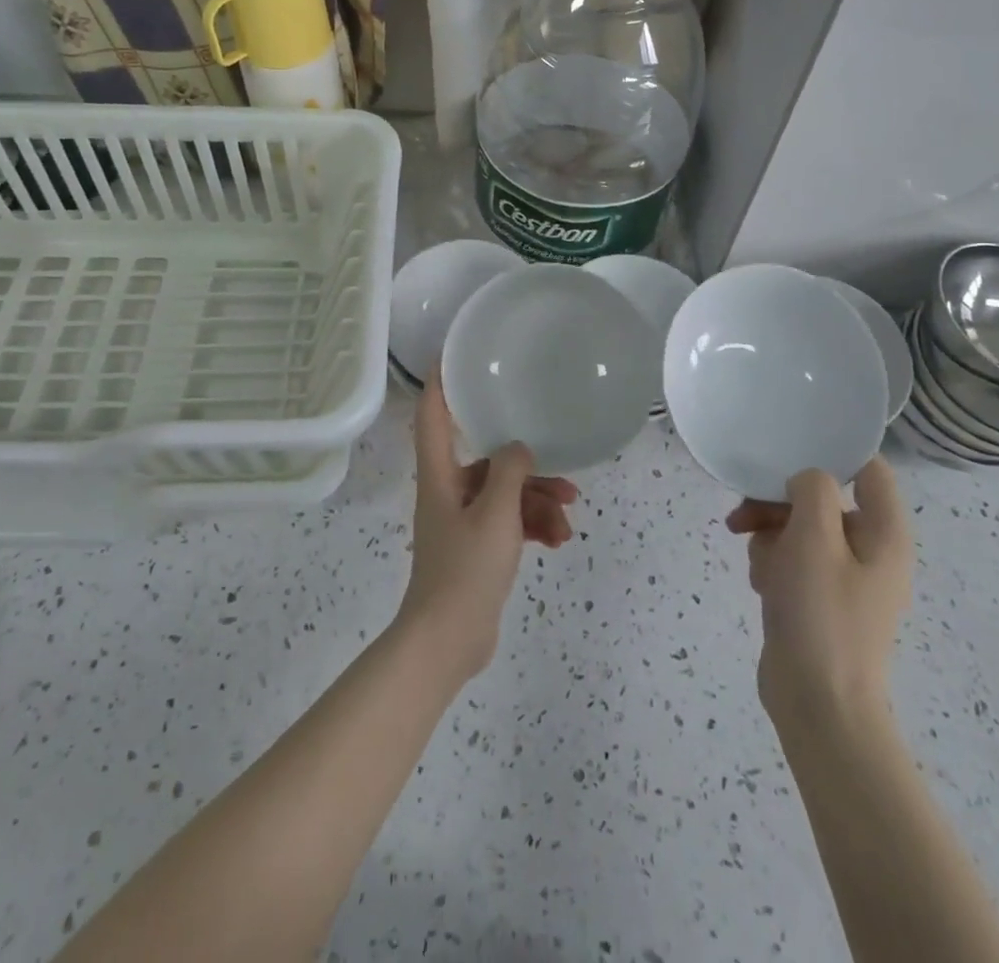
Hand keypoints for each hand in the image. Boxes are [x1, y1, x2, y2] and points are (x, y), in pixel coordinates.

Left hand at [399, 375, 579, 682]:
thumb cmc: (466, 570)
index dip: (439, 385)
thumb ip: (509, 472)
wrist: (448, 641)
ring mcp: (462, 522)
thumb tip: (517, 448)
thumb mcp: (495, 514)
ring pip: (504, 495)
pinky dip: (532, 527)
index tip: (452, 357)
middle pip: (486, 462)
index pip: (432, 418)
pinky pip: (508, 523)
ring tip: (566, 520)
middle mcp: (447, 492)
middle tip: (564, 478)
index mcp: (440, 476)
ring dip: (537, 503)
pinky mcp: (476, 548)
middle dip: (527, 468)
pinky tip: (558, 540)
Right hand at [726, 457, 911, 732]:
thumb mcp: (813, 538)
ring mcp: (845, 578)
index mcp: (885, 534)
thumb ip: (812, 491)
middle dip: (780, 503)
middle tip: (744, 514)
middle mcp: (871, 551)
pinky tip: (761, 584)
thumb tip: (806, 480)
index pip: (868, 469)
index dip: (831, 454)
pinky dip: (773, 563)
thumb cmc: (820, 614)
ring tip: (757, 563)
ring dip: (770, 535)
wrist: (817, 704)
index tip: (786, 453)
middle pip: (822, 499)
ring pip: (800, 528)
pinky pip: (793, 560)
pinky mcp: (820, 599)